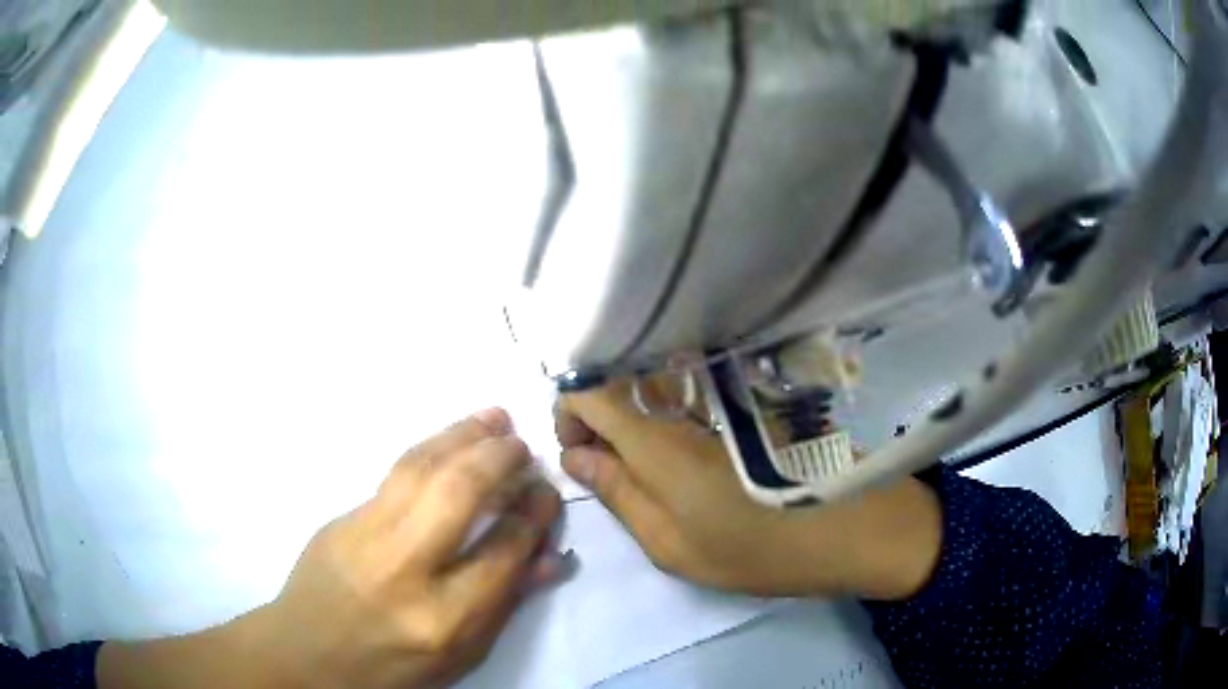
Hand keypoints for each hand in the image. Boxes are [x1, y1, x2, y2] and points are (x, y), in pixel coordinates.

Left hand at [99, 408, 564, 688]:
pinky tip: (440, 427)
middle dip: (501, 458)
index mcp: (434, 618)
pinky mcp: (333, 515)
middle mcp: (399, 567)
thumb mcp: (447, 665)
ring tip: (490, 409)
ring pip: (421, 465)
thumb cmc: (374, 683)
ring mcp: (359, 532)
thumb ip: (489, 606)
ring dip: (460, 435)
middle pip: (461, 493)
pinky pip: (389, 467)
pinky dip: (423, 442)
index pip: (505, 551)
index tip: (553, 488)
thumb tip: (536, 558)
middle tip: (527, 433)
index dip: (533, 513)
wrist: (288, 669)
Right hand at [556, 382, 940, 599]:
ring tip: (643, 467)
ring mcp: (720, 400)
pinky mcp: (745, 405)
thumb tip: (575, 458)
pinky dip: (665, 417)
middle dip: (597, 418)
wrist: (851, 527)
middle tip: (607, 467)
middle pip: (619, 383)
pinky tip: (680, 455)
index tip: (578, 453)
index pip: (591, 390)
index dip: (569, 412)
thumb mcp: (673, 545)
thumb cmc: (757, 550)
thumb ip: (620, 496)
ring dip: (631, 418)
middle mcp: (685, 405)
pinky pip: (687, 396)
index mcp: (659, 440)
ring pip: (653, 388)